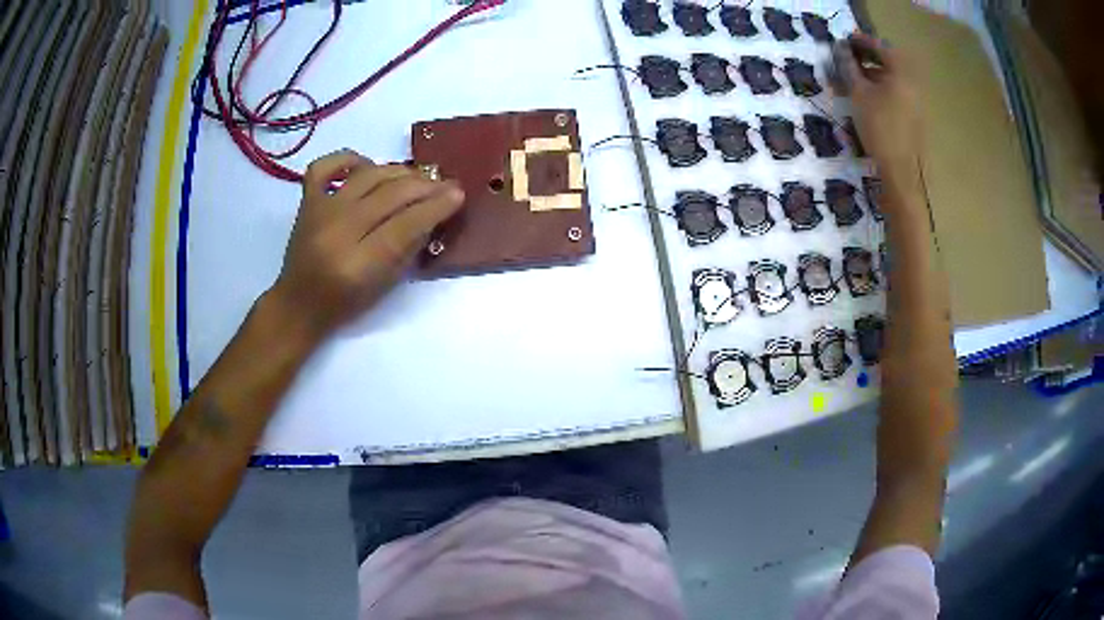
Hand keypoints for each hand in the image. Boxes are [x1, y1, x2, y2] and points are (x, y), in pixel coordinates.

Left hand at [268, 150, 464, 340]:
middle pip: (390, 195)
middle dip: (425, 186)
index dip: (435, 206)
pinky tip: (367, 167)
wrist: (299, 305)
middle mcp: (337, 231)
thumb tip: (433, 212)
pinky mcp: (307, 201)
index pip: (405, 224)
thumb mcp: (385, 286)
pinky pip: (326, 166)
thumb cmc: (345, 304)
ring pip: (368, 175)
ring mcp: (319, 212)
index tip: (458, 195)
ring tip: (417, 177)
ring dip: (399, 172)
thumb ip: (409, 248)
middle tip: (446, 184)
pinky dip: (349, 159)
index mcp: (358, 264)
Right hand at [836, 33, 922, 181]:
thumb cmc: (880, 129)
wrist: (903, 173)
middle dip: (868, 58)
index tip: (844, 40)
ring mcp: (916, 102)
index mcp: (901, 73)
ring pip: (892, 79)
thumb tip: (841, 49)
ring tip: (854, 79)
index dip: (860, 41)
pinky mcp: (915, 118)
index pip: (880, 47)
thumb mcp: (858, 94)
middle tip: (848, 58)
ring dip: (873, 74)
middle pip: (889, 62)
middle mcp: (913, 84)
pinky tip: (869, 98)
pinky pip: (896, 94)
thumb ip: (849, 67)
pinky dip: (881, 89)